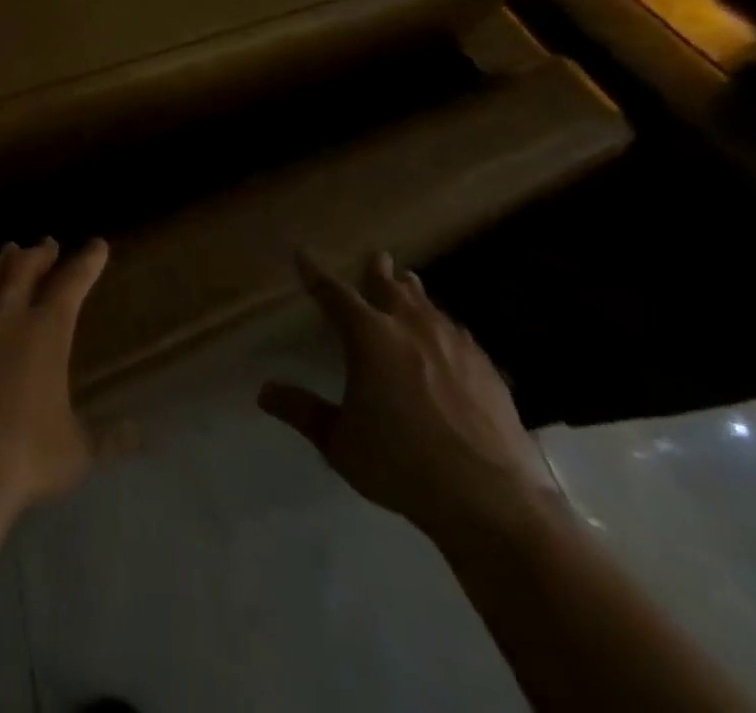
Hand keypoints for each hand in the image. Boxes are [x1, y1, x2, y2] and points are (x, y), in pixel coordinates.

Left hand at [0, 238, 108, 528]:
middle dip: (40, 253)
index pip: (73, 282)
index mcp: (47, 331)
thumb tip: (142, 434)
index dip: (88, 261)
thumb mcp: (77, 452)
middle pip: (26, 267)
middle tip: (47, 245)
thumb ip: (110, 438)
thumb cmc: (23, 458)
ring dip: (2, 260)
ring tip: (9, 251)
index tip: (97, 245)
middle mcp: (8, 312)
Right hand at [259, 250, 562, 545]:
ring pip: (428, 306)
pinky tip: (450, 337)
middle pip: (390, 287)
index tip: (303, 254)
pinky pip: (459, 334)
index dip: (315, 273)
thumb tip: (264, 392)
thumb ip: (302, 412)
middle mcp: (410, 328)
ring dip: (414, 293)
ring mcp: (454, 345)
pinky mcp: (487, 369)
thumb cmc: (402, 464)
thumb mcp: (340, 442)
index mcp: (369, 337)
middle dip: (379, 271)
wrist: (492, 500)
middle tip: (377, 256)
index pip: (334, 294)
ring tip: (410, 283)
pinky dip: (444, 326)